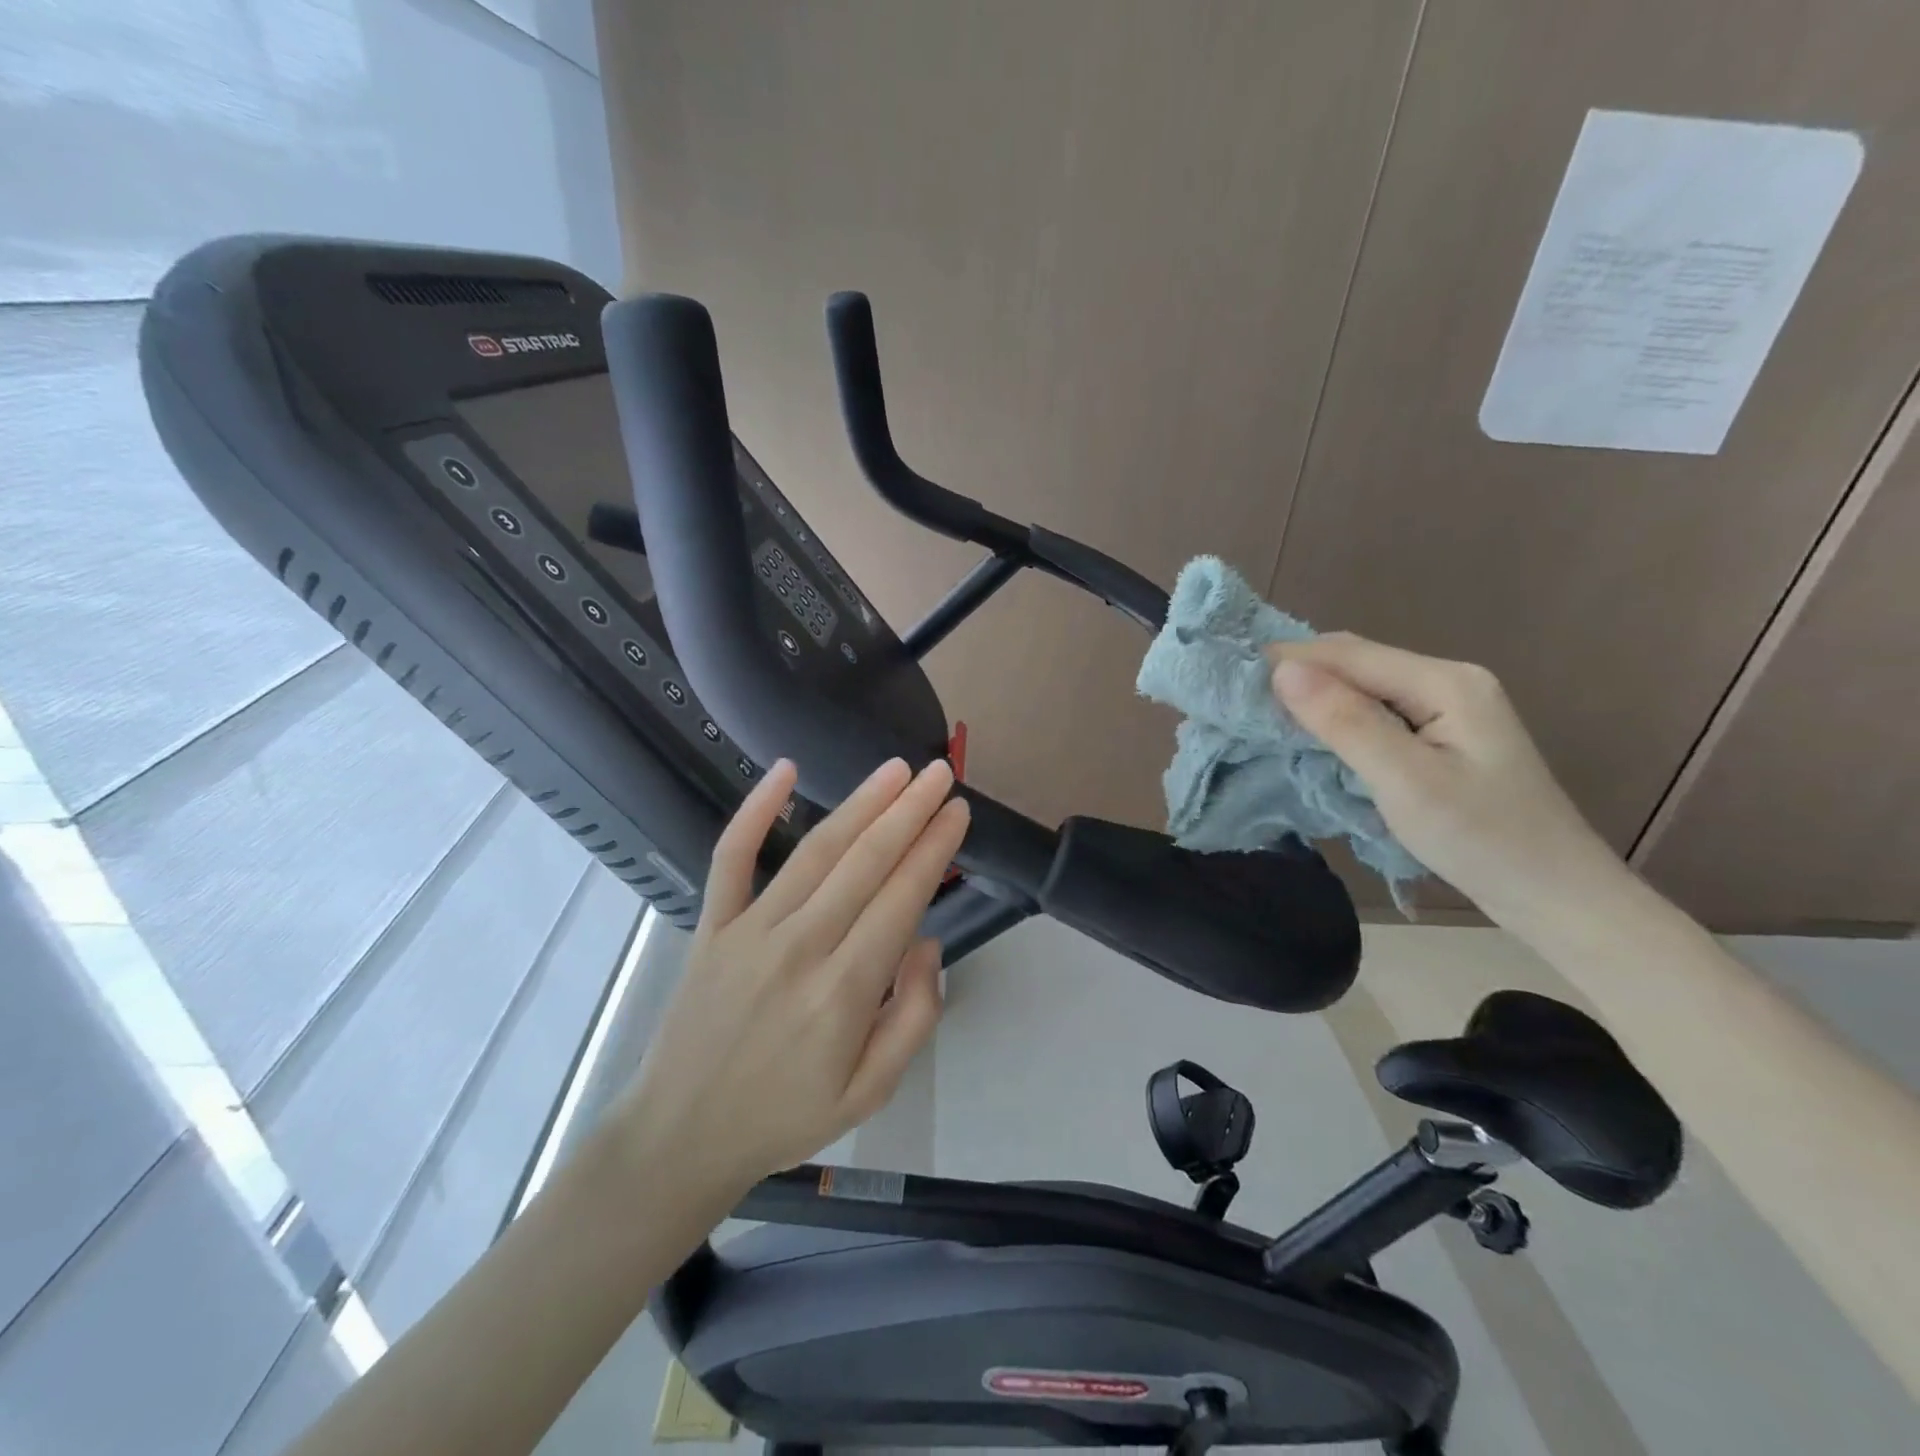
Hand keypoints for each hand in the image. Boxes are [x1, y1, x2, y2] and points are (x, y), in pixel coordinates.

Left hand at [610, 757, 968, 1200]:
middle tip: (939, 773)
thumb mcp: (873, 1092)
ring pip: (815, 851)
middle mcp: (799, 947)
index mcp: (843, 991)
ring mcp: (749, 930)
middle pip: (865, 862)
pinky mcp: (712, 924)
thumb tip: (927, 940)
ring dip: (860, 803)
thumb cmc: (786, 1115)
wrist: (681, 1135)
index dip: (934, 848)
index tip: (958, 811)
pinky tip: (785, 770)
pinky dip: (755, 810)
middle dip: (909, 811)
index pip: (901, 898)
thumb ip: (915, 1016)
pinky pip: (732, 857)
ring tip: (895, 770)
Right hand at [1268, 633, 1626, 929]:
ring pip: (1362, 685)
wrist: (1557, 896)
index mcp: (1444, 682)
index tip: (1227, 675)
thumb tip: (1282, 671)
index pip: (1347, 654)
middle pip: (1355, 661)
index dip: (1284, 659)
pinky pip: (1374, 711)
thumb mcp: (1406, 782)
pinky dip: (1333, 716)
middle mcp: (1446, 681)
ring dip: (1311, 694)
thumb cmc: (1482, 840)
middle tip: (1236, 696)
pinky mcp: (1441, 736)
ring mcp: (1446, 709)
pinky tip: (1308, 732)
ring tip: (1258, 711)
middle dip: (1294, 671)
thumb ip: (1345, 722)